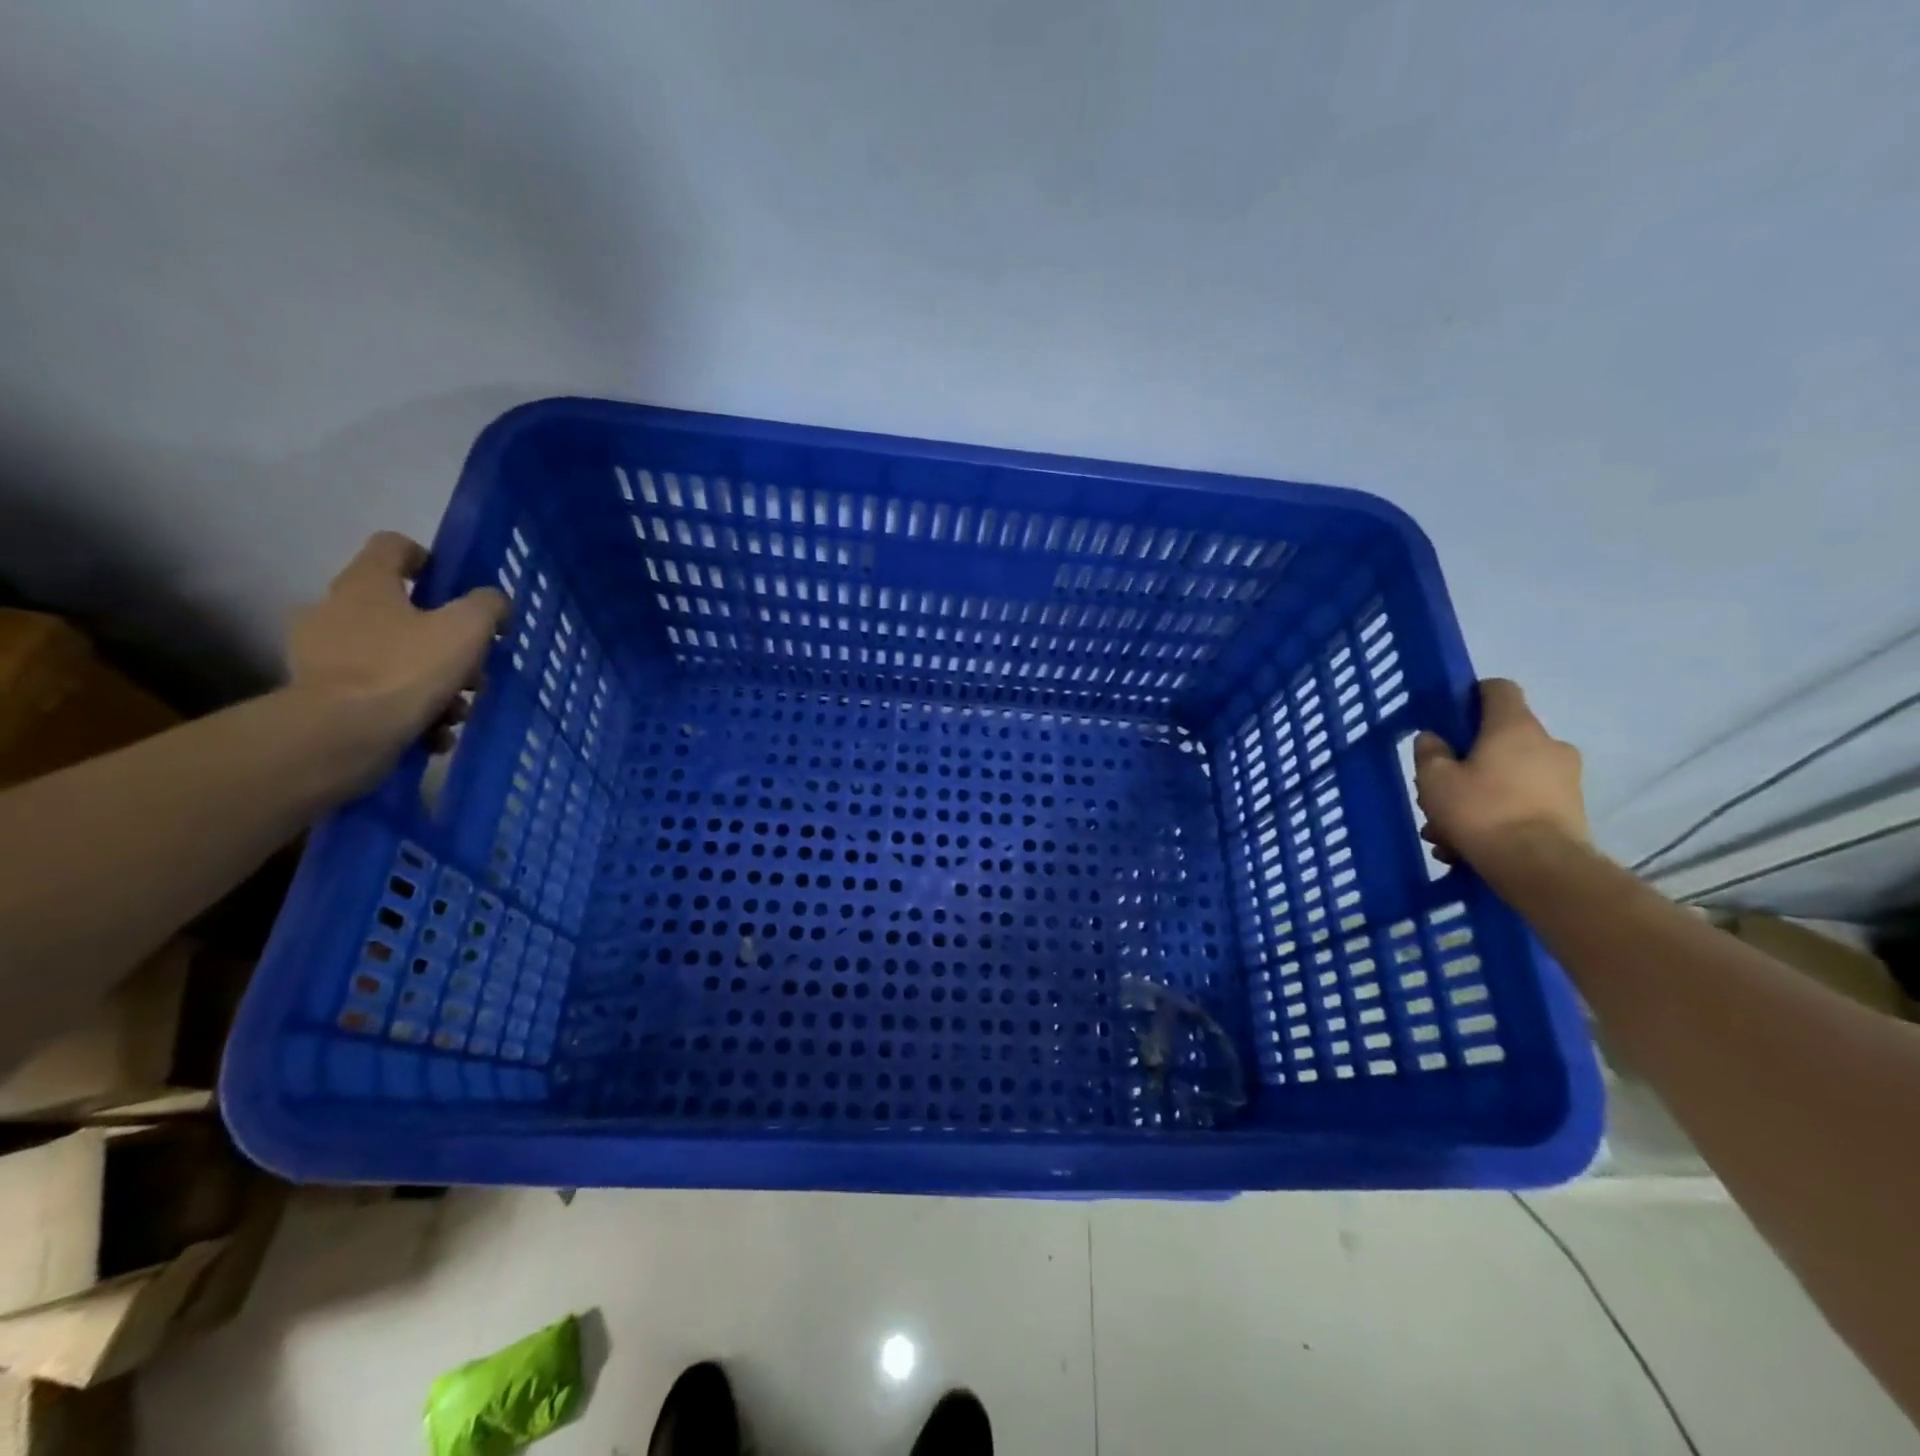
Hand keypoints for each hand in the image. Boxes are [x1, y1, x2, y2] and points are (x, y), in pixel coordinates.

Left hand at [286, 532, 507, 776]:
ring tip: (458, 713)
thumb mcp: (467, 629)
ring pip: (395, 659)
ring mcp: (324, 655)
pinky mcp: (323, 696)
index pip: (394, 546)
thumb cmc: (405, 669)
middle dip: (445, 642)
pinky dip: (411, 711)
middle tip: (473, 670)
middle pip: (402, 612)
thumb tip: (492, 602)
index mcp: (366, 583)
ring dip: (434, 683)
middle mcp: (335, 610)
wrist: (340, 735)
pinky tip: (434, 733)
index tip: (456, 589)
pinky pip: (379, 695)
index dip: (429, 560)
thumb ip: (487, 606)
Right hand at [1413, 679, 1587, 867]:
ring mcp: (1565, 779)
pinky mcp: (1571, 812)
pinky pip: (1523, 803)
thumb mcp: (1434, 780)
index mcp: (1515, 726)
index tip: (1448, 718)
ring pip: (1508, 776)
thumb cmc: (1482, 811)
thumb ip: (1430, 753)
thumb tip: (1434, 739)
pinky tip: (1468, 846)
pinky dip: (1497, 816)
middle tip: (1439, 790)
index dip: (1470, 696)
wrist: (1541, 868)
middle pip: (1499, 739)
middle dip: (1467, 762)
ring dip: (1477, 795)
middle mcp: (1548, 744)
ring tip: (1446, 831)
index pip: (1497, 688)